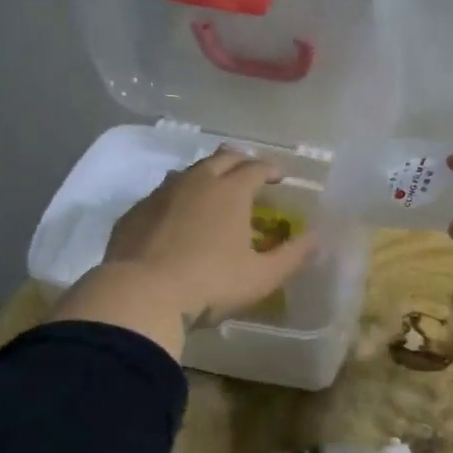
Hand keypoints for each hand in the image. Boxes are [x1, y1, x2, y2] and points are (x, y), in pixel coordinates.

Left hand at [51, 147, 315, 355]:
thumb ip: (293, 255)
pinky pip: (161, 193)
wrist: (140, 295)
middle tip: (250, 174)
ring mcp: (161, 194)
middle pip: (223, 158)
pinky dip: (177, 196)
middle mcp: (197, 182)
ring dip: (207, 174)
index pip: (256, 167)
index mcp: (231, 191)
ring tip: (214, 190)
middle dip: (241, 161)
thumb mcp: (262, 277)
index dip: (271, 169)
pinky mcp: (135, 211)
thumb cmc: (210, 283)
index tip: (280, 177)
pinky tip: (176, 216)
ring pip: (189, 171)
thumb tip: (317, 238)